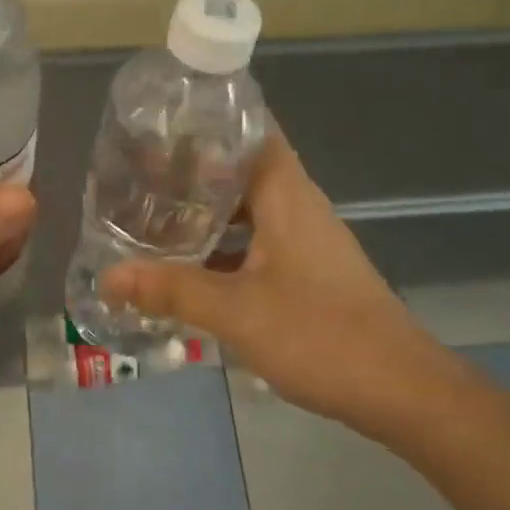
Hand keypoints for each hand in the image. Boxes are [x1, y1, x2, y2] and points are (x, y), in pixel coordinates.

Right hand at [100, 126, 458, 429]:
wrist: (400, 391)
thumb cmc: (320, 335)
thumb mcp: (236, 312)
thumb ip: (172, 290)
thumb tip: (109, 276)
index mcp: (286, 195)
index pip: (252, 130)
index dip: (210, 119)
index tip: (163, 121)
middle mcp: (297, 207)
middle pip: (241, 170)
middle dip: (192, 170)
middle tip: (139, 174)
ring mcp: (305, 241)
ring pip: (247, 211)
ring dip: (206, 213)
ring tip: (153, 217)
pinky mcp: (307, 272)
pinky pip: (256, 243)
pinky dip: (223, 247)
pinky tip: (189, 269)